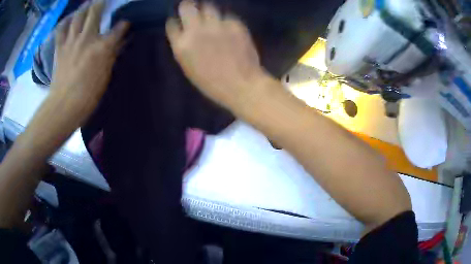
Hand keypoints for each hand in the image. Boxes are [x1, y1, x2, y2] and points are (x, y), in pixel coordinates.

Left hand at [51, 0, 128, 125]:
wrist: (64, 106)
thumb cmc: (88, 95)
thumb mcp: (105, 76)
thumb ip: (111, 56)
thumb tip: (118, 43)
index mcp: (102, 46)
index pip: (118, 28)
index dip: (123, 25)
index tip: (125, 24)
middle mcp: (87, 37)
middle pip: (95, 12)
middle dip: (101, 2)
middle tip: (103, 0)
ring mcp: (72, 41)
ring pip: (78, 16)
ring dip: (84, 7)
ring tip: (87, 3)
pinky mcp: (60, 48)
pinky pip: (61, 30)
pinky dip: (65, 22)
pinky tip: (68, 18)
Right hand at [166, 1, 270, 111]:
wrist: (241, 85)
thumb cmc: (212, 83)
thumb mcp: (189, 67)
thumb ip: (184, 47)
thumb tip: (184, 32)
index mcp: (182, 45)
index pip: (172, 24)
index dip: (176, 21)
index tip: (179, 21)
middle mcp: (196, 30)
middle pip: (187, 7)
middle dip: (188, 6)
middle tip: (192, 8)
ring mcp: (216, 25)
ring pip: (208, 6)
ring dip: (208, 11)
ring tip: (212, 18)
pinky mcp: (234, 23)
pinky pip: (226, 16)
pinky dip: (226, 21)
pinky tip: (229, 30)